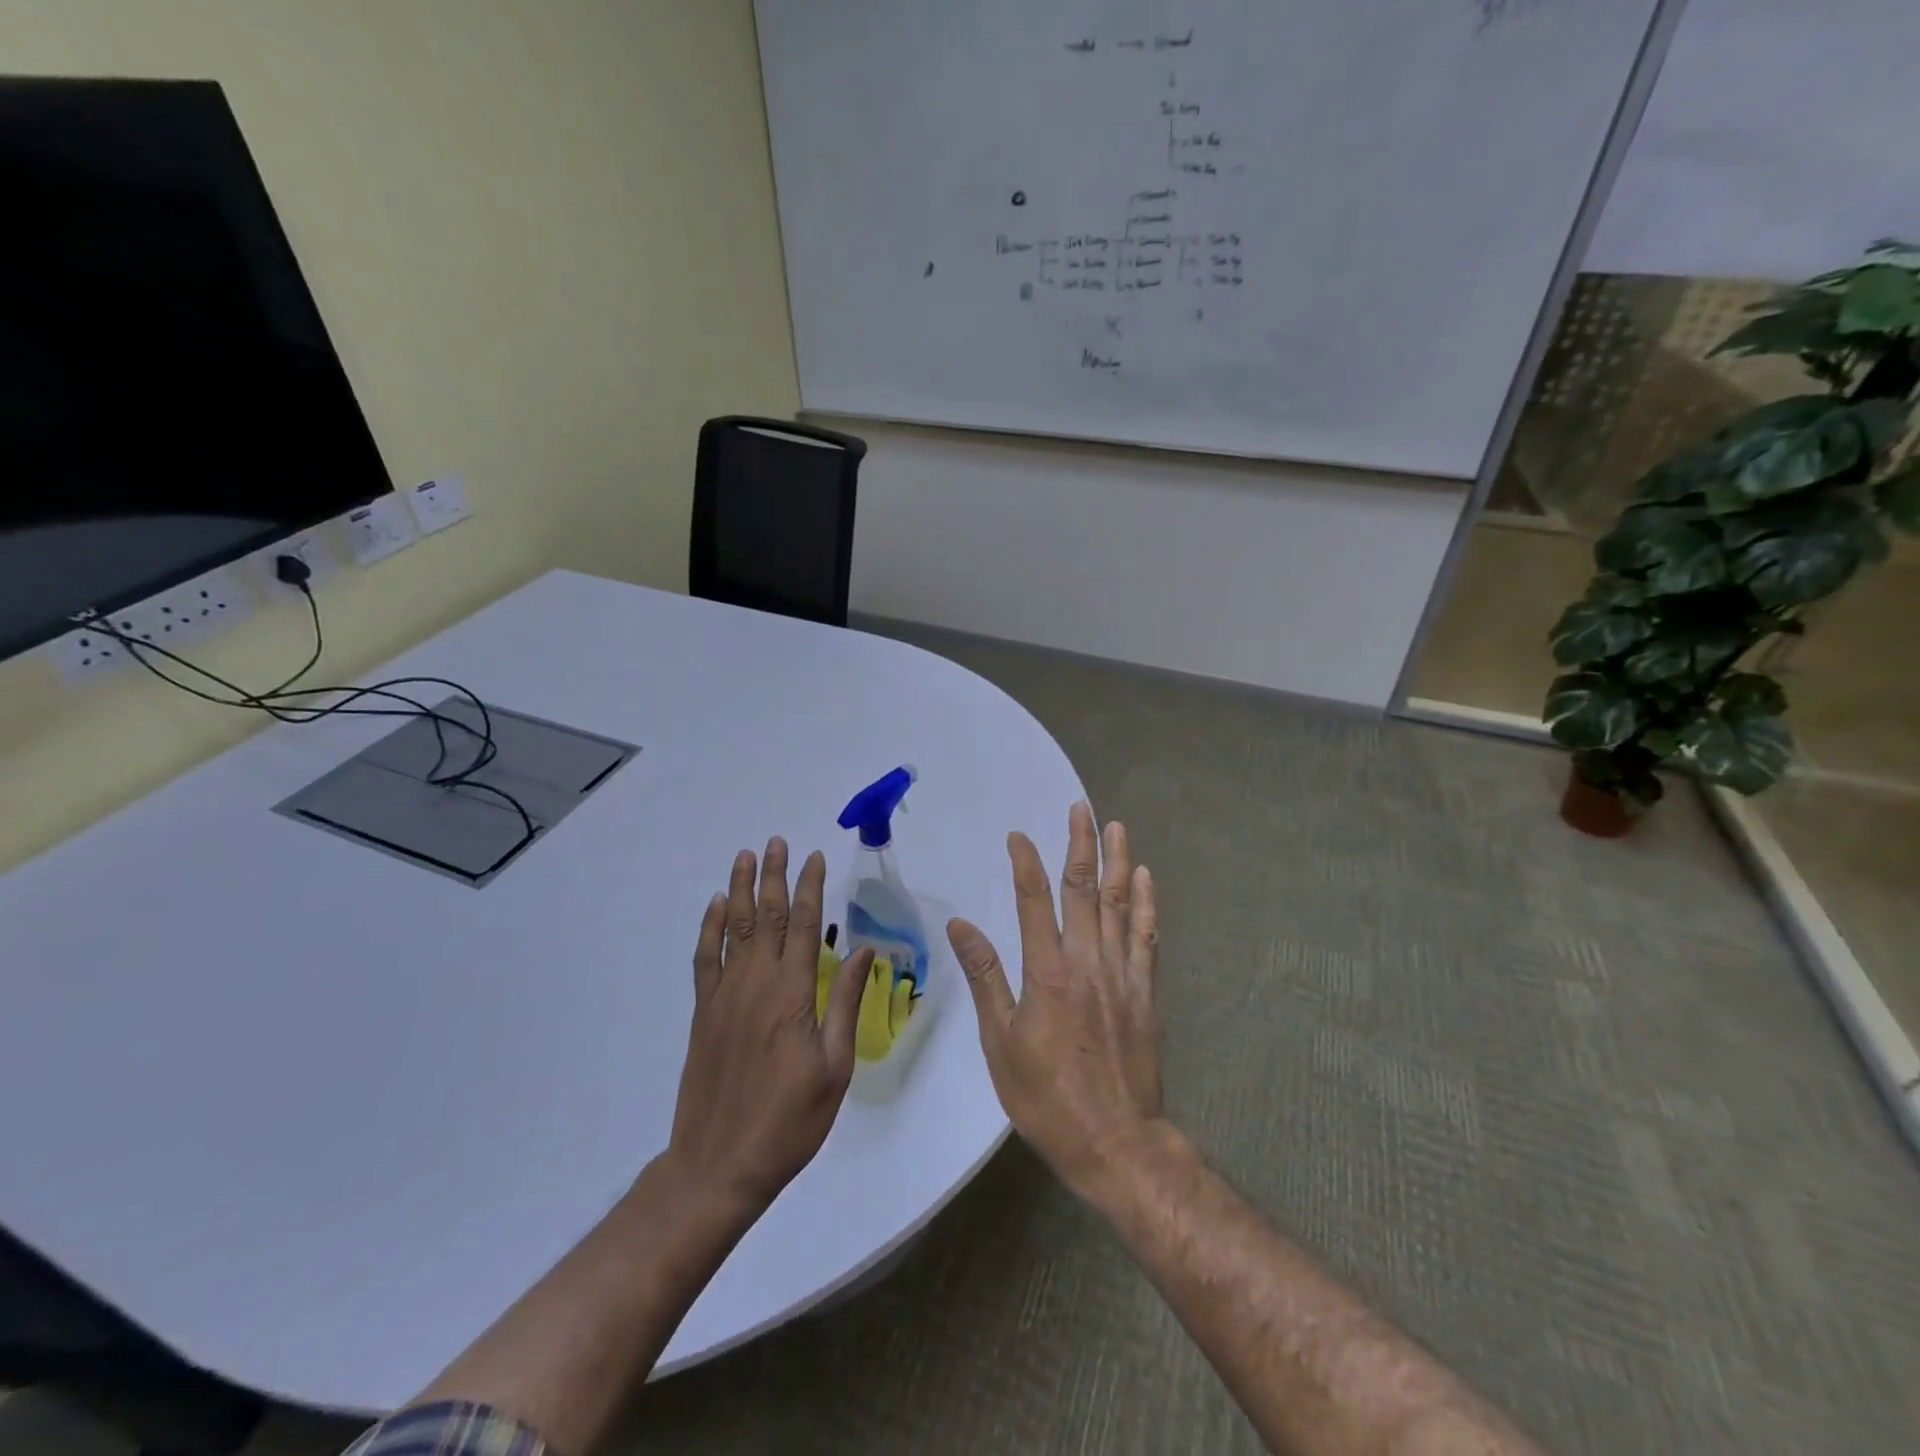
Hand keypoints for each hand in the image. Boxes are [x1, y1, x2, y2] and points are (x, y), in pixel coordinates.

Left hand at [665, 839, 874, 1213]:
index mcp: (793, 995)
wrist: (718, 1165)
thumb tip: (865, 952)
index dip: (810, 888)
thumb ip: (846, 1004)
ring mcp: (724, 996)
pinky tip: (716, 906)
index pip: (803, 926)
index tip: (816, 858)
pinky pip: (705, 958)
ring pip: (733, 928)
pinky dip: (709, 928)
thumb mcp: (835, 1068)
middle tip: (778, 842)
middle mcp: (756, 984)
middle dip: (774, 876)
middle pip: (765, 916)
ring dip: (741, 889)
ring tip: (747, 856)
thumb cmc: (789, 1121)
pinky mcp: (703, 1013)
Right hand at [946, 803, 1164, 1197]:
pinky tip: (1145, 880)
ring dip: (1118, 862)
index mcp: (1048, 972)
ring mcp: (1122, 975)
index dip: (1026, 863)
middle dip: (1081, 844)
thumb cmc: (1047, 1098)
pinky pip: (1146, 937)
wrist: (1116, 1144)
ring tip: (1116, 827)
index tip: (1018, 836)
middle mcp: (1088, 962)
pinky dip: (1147, 904)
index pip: (1035, 901)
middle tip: (1082, 808)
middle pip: (1084, 890)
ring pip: (1121, 904)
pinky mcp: (1145, 993)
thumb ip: (985, 977)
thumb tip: (961, 926)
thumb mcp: (1001, 1043)